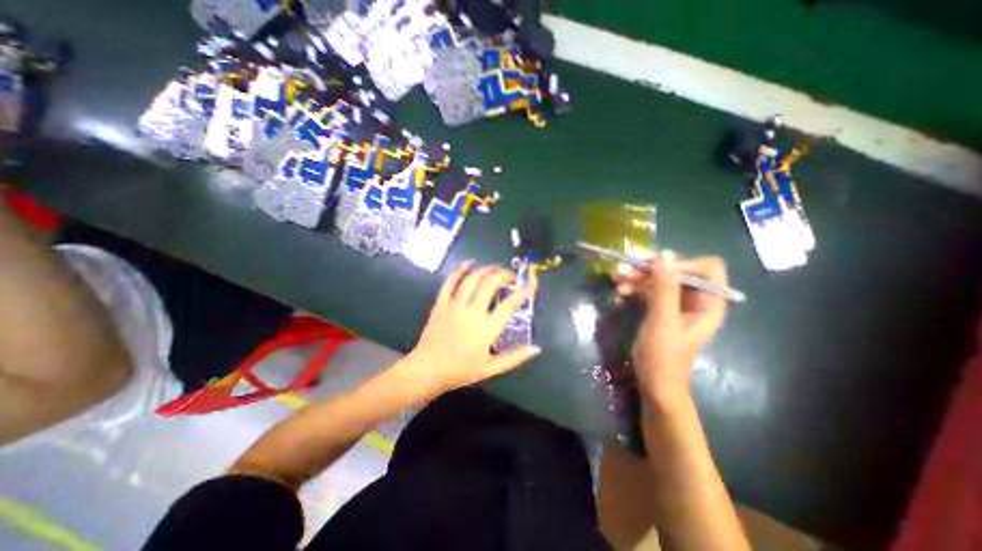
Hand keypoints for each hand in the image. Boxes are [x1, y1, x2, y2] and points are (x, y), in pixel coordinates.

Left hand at [402, 263, 540, 395]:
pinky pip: (450, 282)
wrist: (427, 370)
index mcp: (486, 328)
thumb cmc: (460, 371)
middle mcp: (472, 312)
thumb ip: (515, 357)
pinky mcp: (440, 304)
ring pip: (472, 279)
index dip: (524, 290)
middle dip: (504, 274)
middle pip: (490, 284)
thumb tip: (536, 348)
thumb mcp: (491, 369)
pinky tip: (468, 263)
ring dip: (486, 269)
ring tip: (495, 268)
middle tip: (512, 275)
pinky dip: (460, 270)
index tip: (533, 281)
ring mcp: (454, 306)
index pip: (510, 304)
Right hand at [611, 256, 727, 406]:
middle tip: (626, 272)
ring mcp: (678, 304)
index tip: (655, 269)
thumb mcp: (662, 321)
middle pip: (679, 271)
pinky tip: (620, 290)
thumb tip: (664, 256)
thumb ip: (665, 289)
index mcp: (709, 303)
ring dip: (639, 277)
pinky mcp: (662, 309)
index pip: (708, 269)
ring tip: (617, 280)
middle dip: (652, 270)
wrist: (654, 383)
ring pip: (661, 279)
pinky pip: (651, 290)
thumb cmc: (663, 356)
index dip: (683, 263)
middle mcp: (696, 300)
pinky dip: (636, 287)